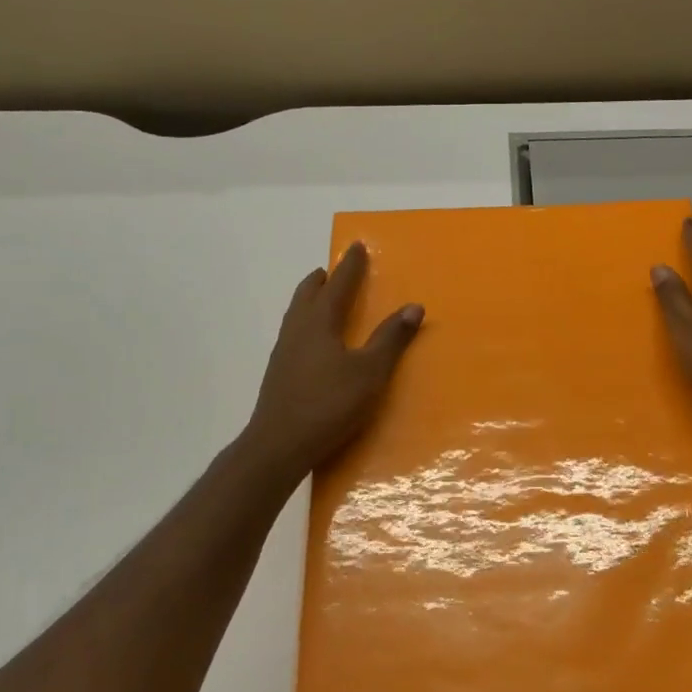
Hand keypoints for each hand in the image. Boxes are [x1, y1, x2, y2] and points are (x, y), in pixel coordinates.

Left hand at [243, 242, 423, 475]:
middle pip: (307, 294)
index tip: (357, 247)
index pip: (338, 284)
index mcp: (319, 322)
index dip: (350, 266)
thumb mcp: (370, 372)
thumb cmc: (329, 404)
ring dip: (310, 299)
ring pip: (296, 313)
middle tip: (333, 270)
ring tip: (322, 299)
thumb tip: (414, 306)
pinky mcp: (278, 373)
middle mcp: (297, 329)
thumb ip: (391, 339)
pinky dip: (305, 322)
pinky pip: (293, 333)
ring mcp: (284, 351)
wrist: (279, 445)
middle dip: (322, 279)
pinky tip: (312, 341)